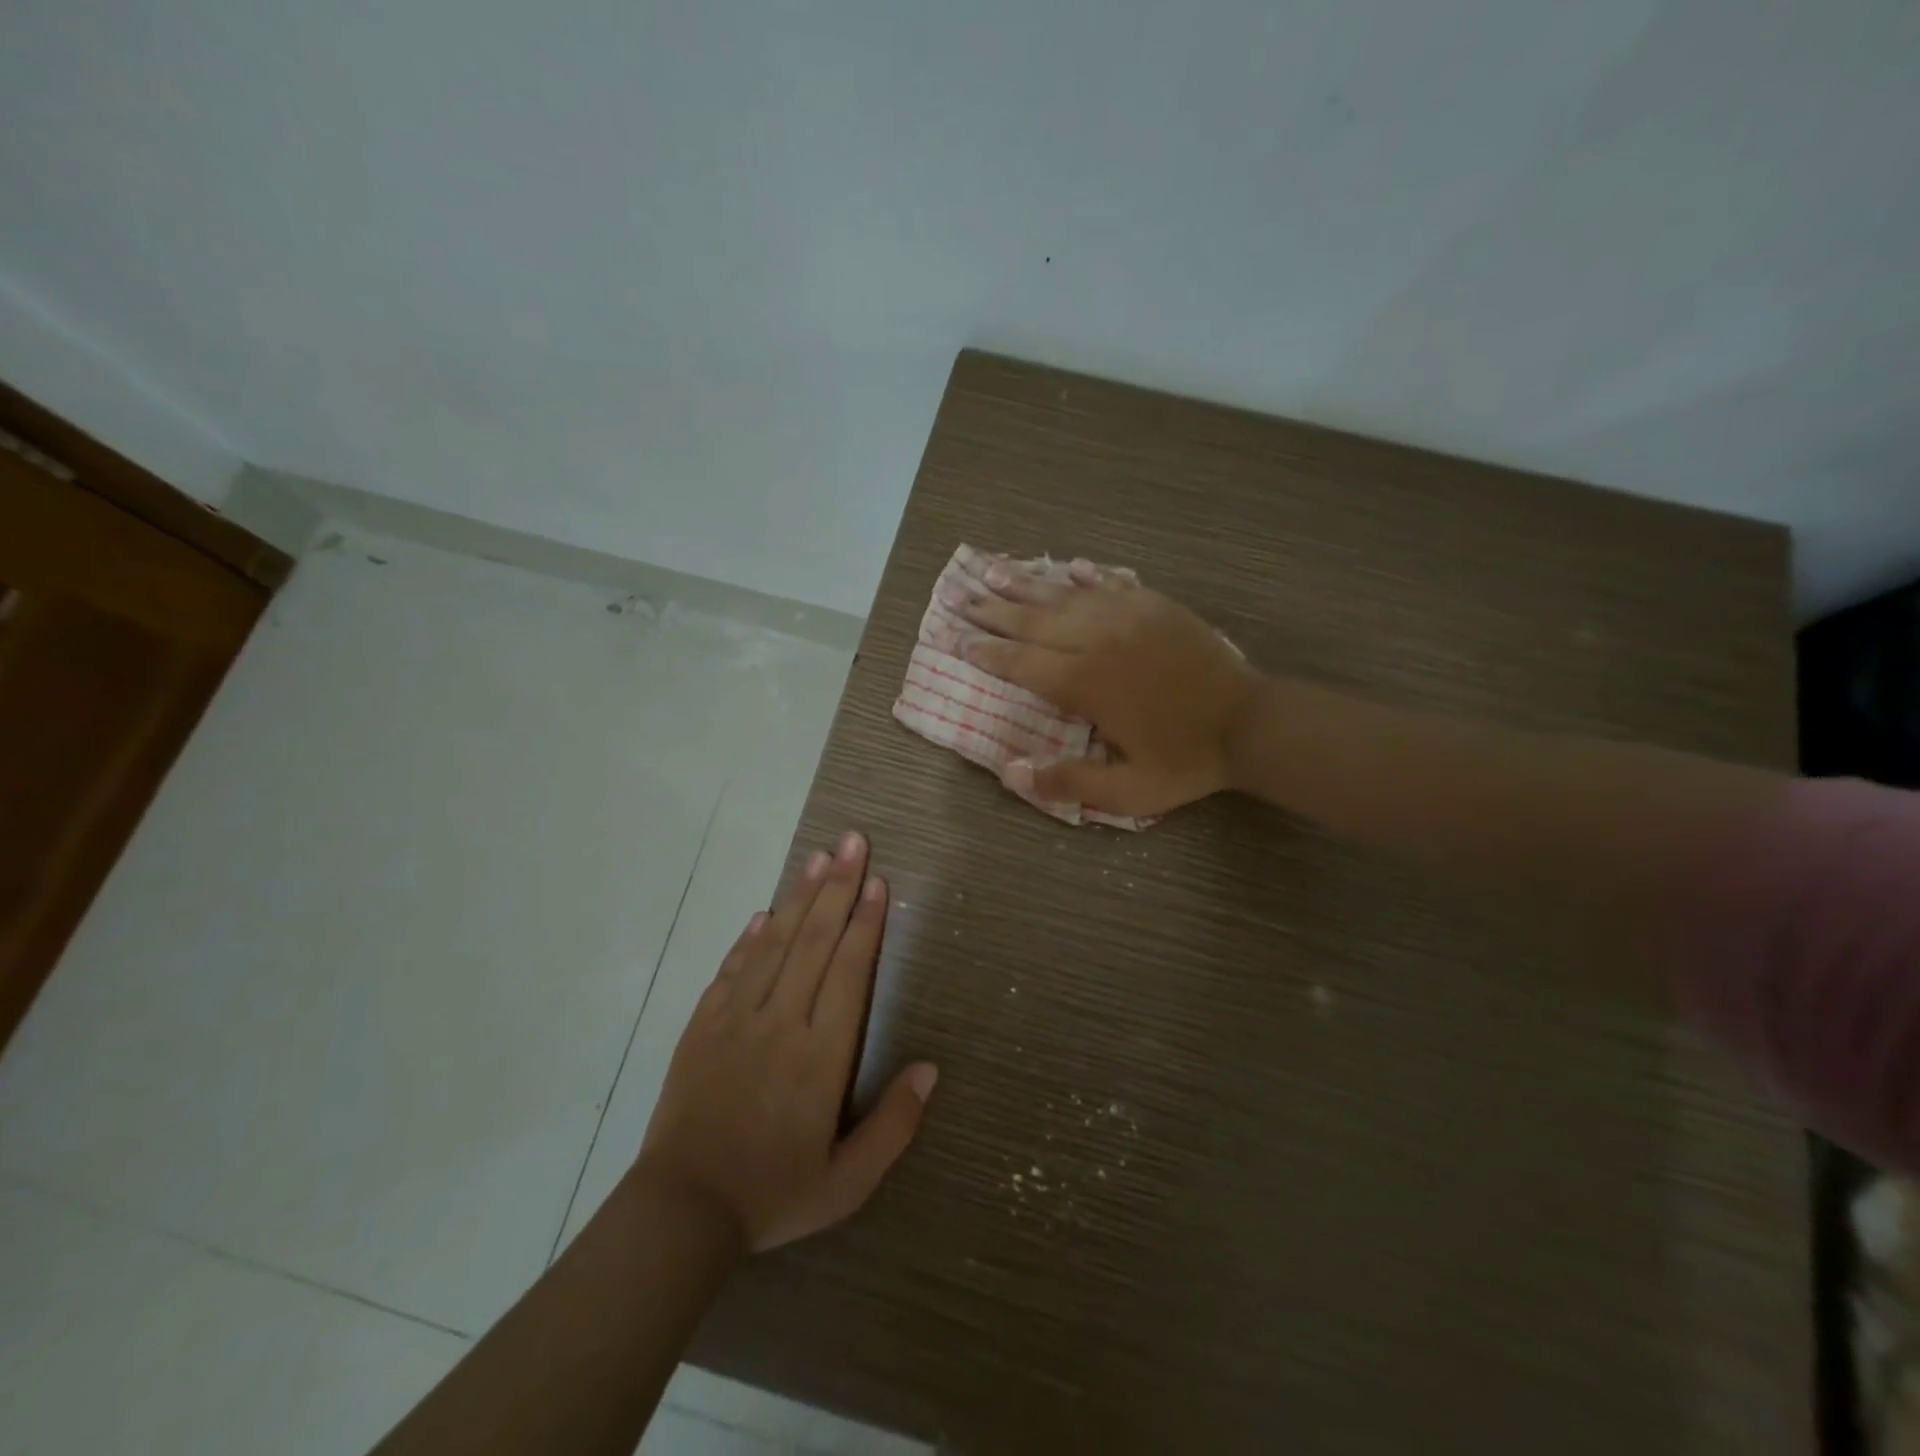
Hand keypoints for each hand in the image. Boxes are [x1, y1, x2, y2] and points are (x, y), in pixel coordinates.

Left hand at [634, 831, 936, 1252]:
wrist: (682, 1211)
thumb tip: (930, 1068)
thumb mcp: (848, 1181)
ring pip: (776, 944)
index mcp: (821, 1055)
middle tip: (852, 842)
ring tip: (818, 858)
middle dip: (837, 887)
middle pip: (815, 941)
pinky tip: (766, 914)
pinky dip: (751, 938)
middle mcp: (782, 1022)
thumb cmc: (773, 1194)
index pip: (849, 971)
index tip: (877, 881)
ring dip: (799, 898)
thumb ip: (894, 1125)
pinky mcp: (703, 1026)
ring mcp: (737, 1019)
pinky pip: (733, 970)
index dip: (865, 922)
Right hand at [947, 558, 1261, 817]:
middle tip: (961, 597)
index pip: (1023, 663)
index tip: (959, 641)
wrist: (1251, 723)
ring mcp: (1128, 616)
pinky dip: (1086, 576)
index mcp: (1086, 684)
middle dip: (994, 611)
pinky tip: (1070, 567)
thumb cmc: (1186, 760)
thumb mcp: (1128, 792)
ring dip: (1028, 585)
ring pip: (1066, 595)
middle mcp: (1098, 641)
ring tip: (995, 571)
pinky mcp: (1156, 606)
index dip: (988, 653)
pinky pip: (1112, 583)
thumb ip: (1069, 782)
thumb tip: (1010, 773)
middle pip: (1034, 621)